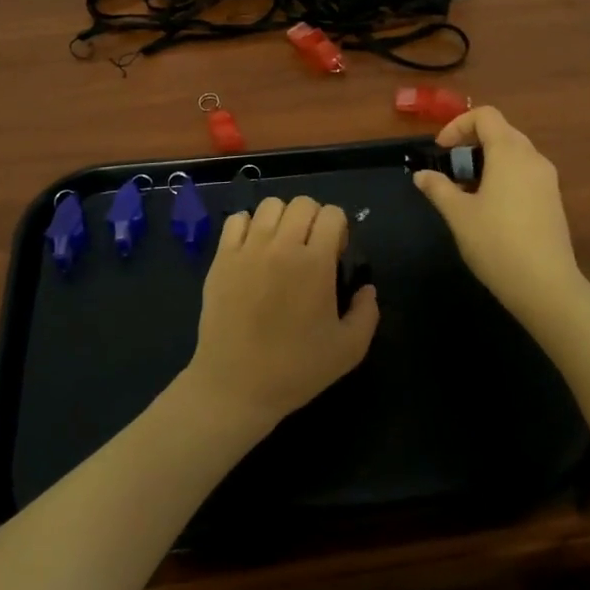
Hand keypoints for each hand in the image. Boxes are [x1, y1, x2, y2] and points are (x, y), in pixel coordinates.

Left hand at [183, 195, 379, 438]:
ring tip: (281, 245)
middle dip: (314, 218)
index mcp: (315, 263)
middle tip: (311, 247)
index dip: (339, 229)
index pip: (333, 214)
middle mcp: (281, 246)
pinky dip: (248, 226)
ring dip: (282, 219)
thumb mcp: (349, 350)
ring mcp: (247, 249)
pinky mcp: (221, 258)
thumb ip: (367, 313)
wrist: (235, 385)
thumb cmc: (295, 370)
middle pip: (302, 203)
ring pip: (270, 205)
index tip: (335, 253)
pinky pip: (236, 219)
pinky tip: (253, 249)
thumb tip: (367, 288)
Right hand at [413, 106, 588, 334]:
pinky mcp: (553, 200)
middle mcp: (533, 158)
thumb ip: (438, 188)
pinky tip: (490, 207)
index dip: (458, 125)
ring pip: (514, 154)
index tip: (441, 150)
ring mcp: (547, 180)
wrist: (546, 286)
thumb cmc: (496, 243)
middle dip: (472, 143)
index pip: (485, 116)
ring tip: (466, 189)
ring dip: (488, 160)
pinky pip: (525, 173)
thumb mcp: (458, 215)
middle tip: (451, 168)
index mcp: (510, 153)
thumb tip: (421, 175)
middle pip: (501, 132)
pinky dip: (504, 176)